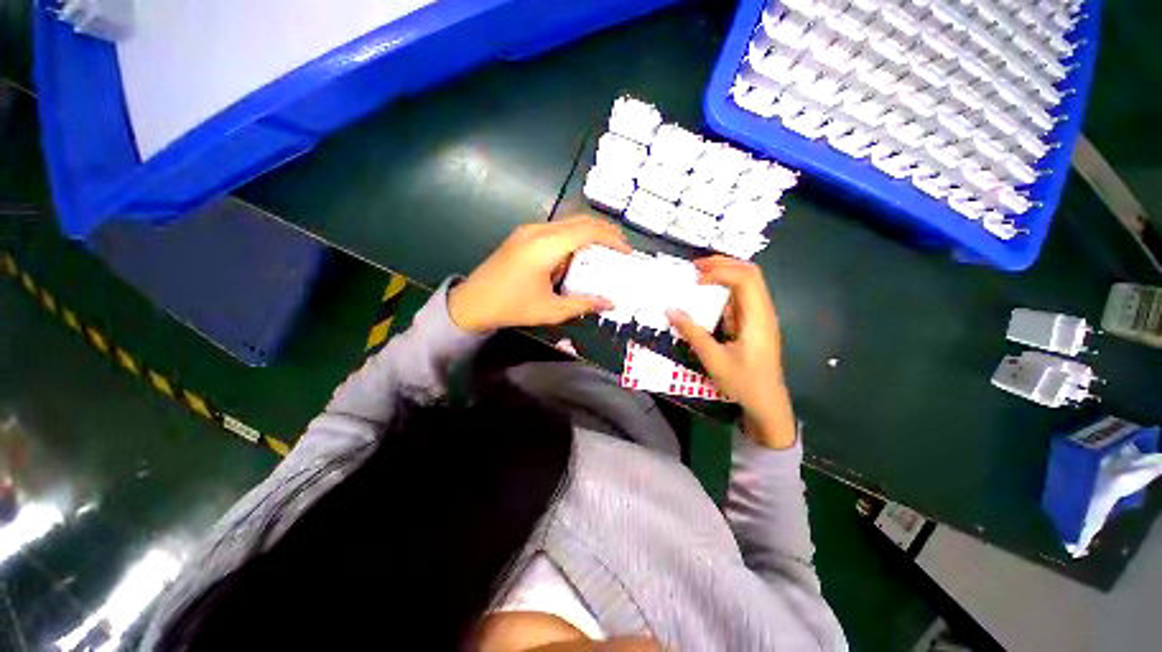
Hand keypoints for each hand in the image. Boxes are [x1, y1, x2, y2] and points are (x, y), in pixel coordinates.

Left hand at [449, 216, 630, 331]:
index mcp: (547, 246)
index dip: (612, 238)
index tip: (627, 252)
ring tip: (603, 252)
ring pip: (568, 222)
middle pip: (580, 220)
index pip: (588, 230)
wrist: (472, 302)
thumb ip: (583, 303)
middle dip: (604, 232)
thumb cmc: (512, 307)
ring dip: (588, 234)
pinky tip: (576, 256)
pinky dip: (573, 238)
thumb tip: (610, 303)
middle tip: (620, 249)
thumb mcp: (551, 310)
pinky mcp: (522, 235)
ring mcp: (528, 230)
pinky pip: (555, 229)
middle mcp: (539, 230)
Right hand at [666, 256, 795, 448]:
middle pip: (750, 273)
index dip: (720, 272)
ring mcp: (760, 316)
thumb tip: (670, 310)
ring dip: (724, 273)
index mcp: (758, 318)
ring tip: (699, 273)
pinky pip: (741, 296)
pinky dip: (725, 288)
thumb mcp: (714, 360)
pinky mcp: (754, 322)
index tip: (695, 279)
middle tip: (695, 266)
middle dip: (723, 264)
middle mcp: (763, 311)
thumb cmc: (744, 383)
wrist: (767, 403)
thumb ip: (692, 333)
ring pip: (748, 282)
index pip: (746, 279)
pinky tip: (708, 292)